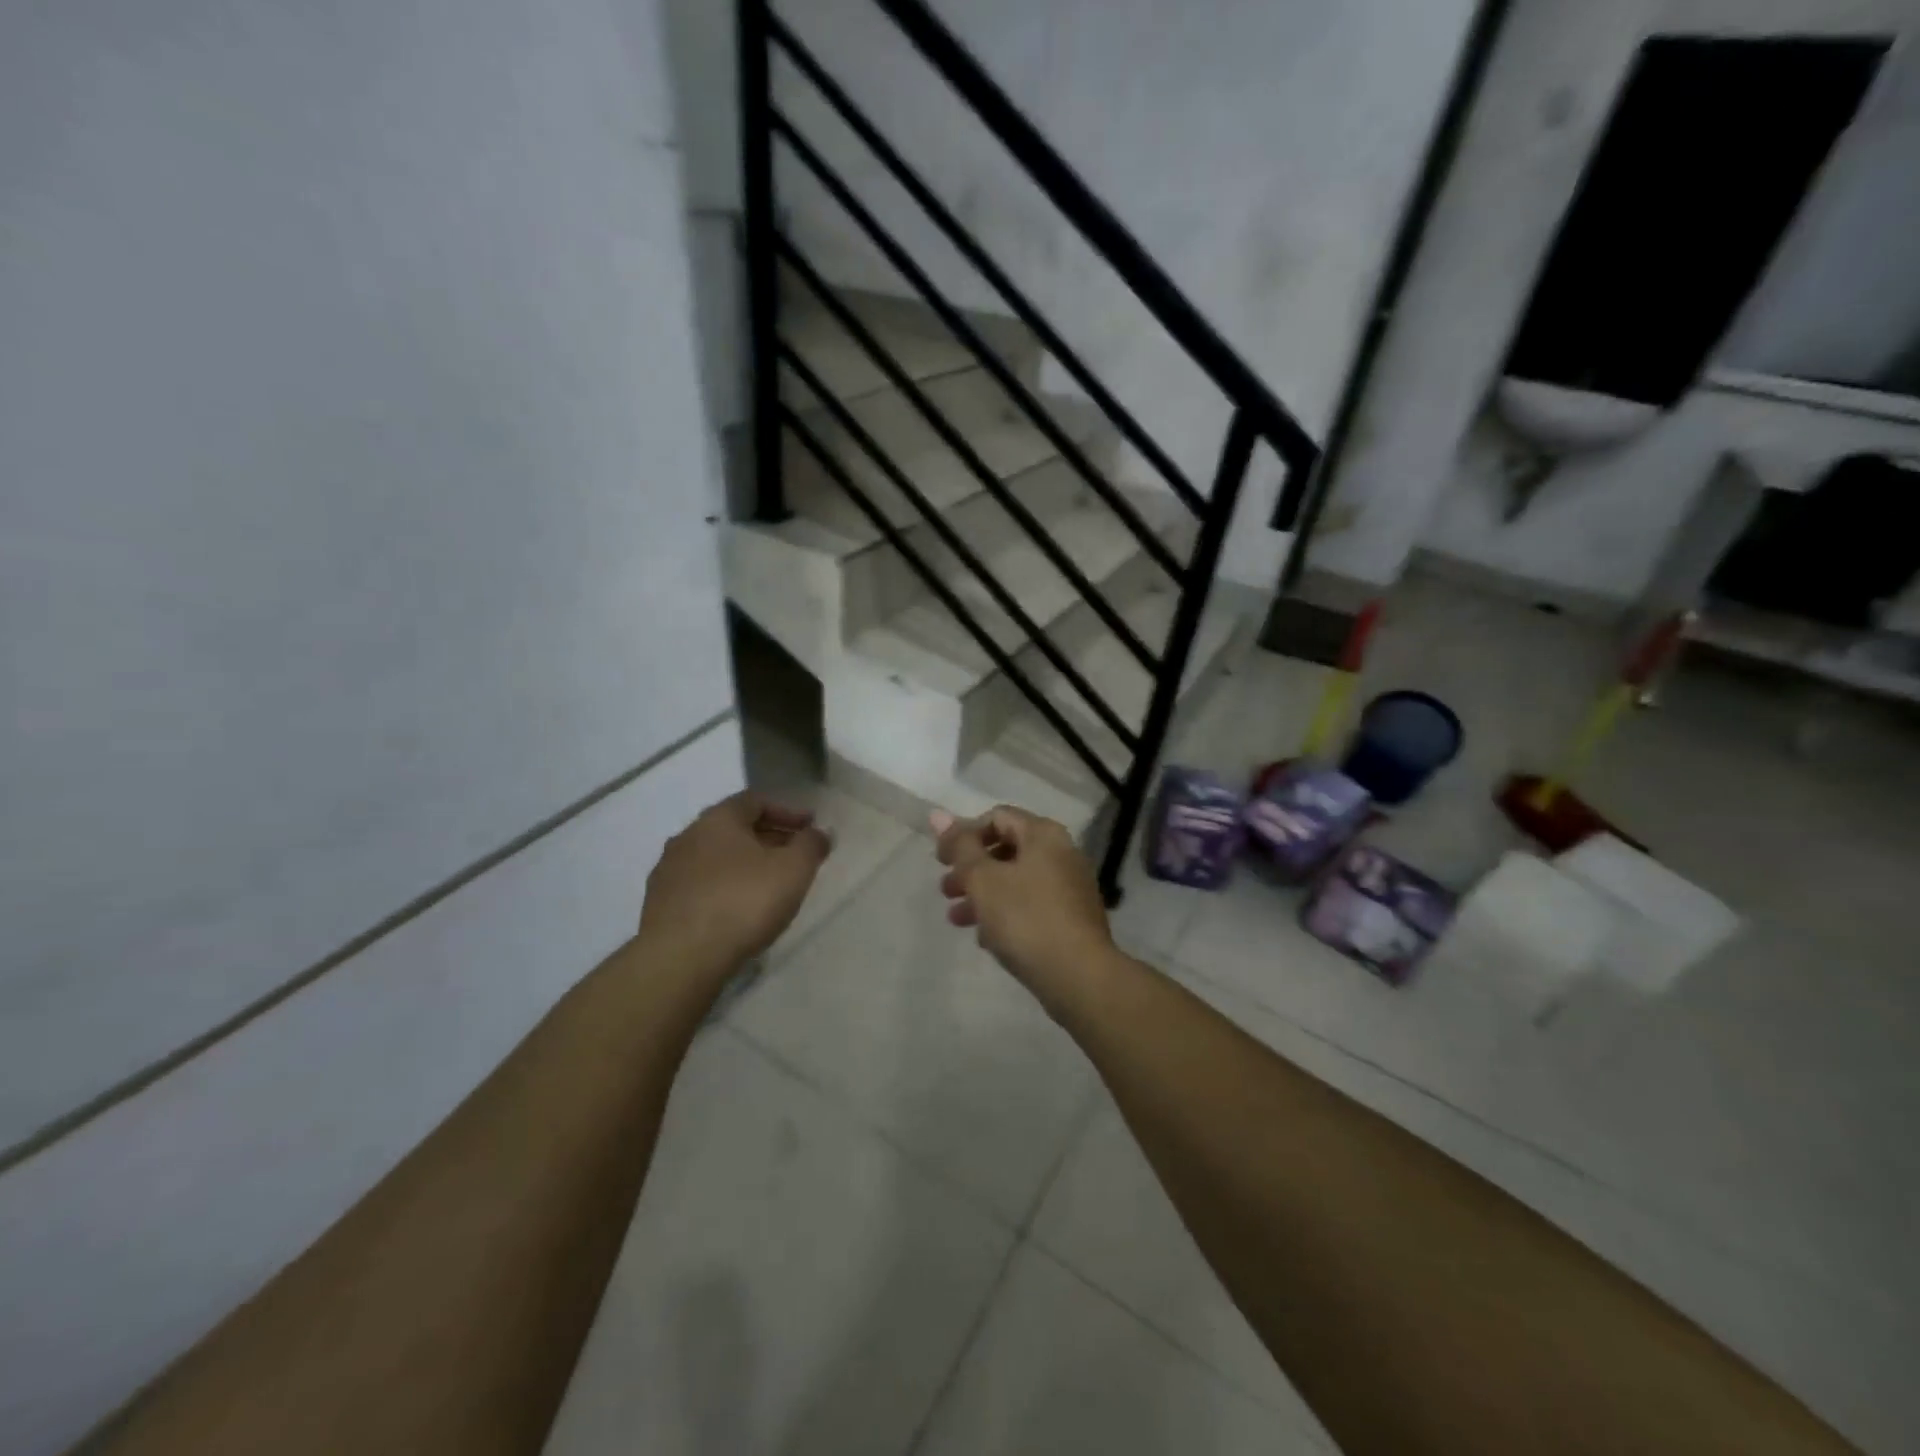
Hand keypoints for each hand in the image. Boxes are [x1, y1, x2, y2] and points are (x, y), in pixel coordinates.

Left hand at [640, 792, 831, 972]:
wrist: (680, 958)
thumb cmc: (743, 902)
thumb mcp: (793, 869)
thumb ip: (811, 845)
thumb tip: (820, 833)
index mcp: (718, 819)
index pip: (755, 801)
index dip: (787, 811)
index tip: (810, 828)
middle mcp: (688, 837)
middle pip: (734, 829)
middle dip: (768, 838)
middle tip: (795, 856)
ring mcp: (668, 872)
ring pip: (715, 858)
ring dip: (744, 865)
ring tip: (768, 886)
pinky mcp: (659, 905)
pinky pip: (700, 886)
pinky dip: (724, 889)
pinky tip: (739, 911)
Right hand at [932, 805, 1115, 1014]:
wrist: (1079, 976)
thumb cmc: (1026, 918)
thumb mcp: (983, 879)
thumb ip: (960, 846)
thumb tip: (937, 813)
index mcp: (1043, 834)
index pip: (996, 817)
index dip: (964, 835)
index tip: (942, 862)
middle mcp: (1062, 852)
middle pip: (1006, 849)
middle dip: (970, 868)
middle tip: (945, 890)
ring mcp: (1070, 886)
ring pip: (1016, 880)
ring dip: (983, 894)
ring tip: (957, 919)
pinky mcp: (1072, 918)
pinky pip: (1031, 905)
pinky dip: (1006, 913)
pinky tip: (987, 938)